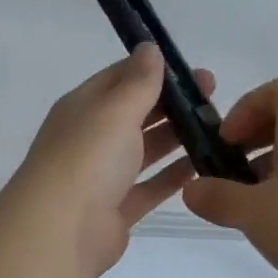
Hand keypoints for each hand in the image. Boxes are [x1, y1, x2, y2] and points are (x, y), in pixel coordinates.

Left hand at [10, 43, 212, 277]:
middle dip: (172, 104)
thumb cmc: (88, 158)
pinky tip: (204, 167)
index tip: (194, 71)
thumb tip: (149, 47)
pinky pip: (149, 187)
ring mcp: (102, 175)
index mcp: (83, 107)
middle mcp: (90, 137)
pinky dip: (172, 177)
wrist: (60, 231)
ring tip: (218, 130)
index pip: (120, 78)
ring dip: (176, 138)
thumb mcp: (116, 109)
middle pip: (135, 113)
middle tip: (214, 98)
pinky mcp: (116, 209)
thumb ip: (138, 81)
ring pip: (144, 150)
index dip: (155, 70)